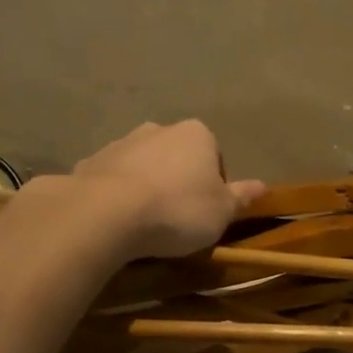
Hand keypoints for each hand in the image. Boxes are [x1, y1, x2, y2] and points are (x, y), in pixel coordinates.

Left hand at [69, 120, 266, 259]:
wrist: (106, 214)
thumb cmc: (178, 210)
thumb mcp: (222, 211)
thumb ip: (241, 197)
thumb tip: (263, 186)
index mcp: (197, 134)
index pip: (214, 156)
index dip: (214, 184)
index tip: (207, 211)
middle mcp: (158, 129)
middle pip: (177, 157)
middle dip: (178, 180)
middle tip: (178, 217)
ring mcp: (121, 143)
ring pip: (143, 165)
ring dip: (147, 186)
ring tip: (146, 223)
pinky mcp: (90, 162)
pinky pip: (112, 180)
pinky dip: (117, 195)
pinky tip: (118, 221)